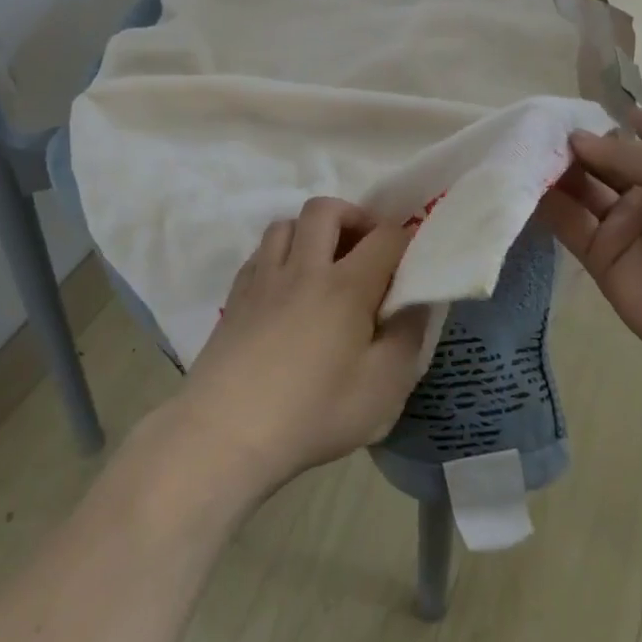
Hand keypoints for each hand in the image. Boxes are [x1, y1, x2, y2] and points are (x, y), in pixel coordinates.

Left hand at [173, 198, 428, 496]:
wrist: (226, 432)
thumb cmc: (313, 413)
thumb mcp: (383, 389)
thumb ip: (408, 337)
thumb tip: (416, 301)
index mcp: (345, 286)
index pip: (384, 238)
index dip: (405, 240)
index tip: (411, 262)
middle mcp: (303, 268)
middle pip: (326, 209)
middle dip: (353, 217)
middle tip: (365, 250)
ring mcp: (263, 278)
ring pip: (287, 223)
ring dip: (312, 231)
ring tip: (324, 264)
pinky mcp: (235, 295)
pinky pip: (261, 251)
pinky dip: (281, 254)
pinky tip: (287, 287)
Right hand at [539, 108, 641, 381]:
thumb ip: (621, 152)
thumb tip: (573, 138)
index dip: (616, 118)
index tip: (577, 102)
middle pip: (605, 162)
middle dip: (575, 144)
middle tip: (536, 125)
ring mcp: (625, 226)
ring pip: (583, 191)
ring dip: (557, 171)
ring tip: (523, 148)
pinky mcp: (601, 258)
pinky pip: (570, 225)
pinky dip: (548, 205)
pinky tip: (523, 182)